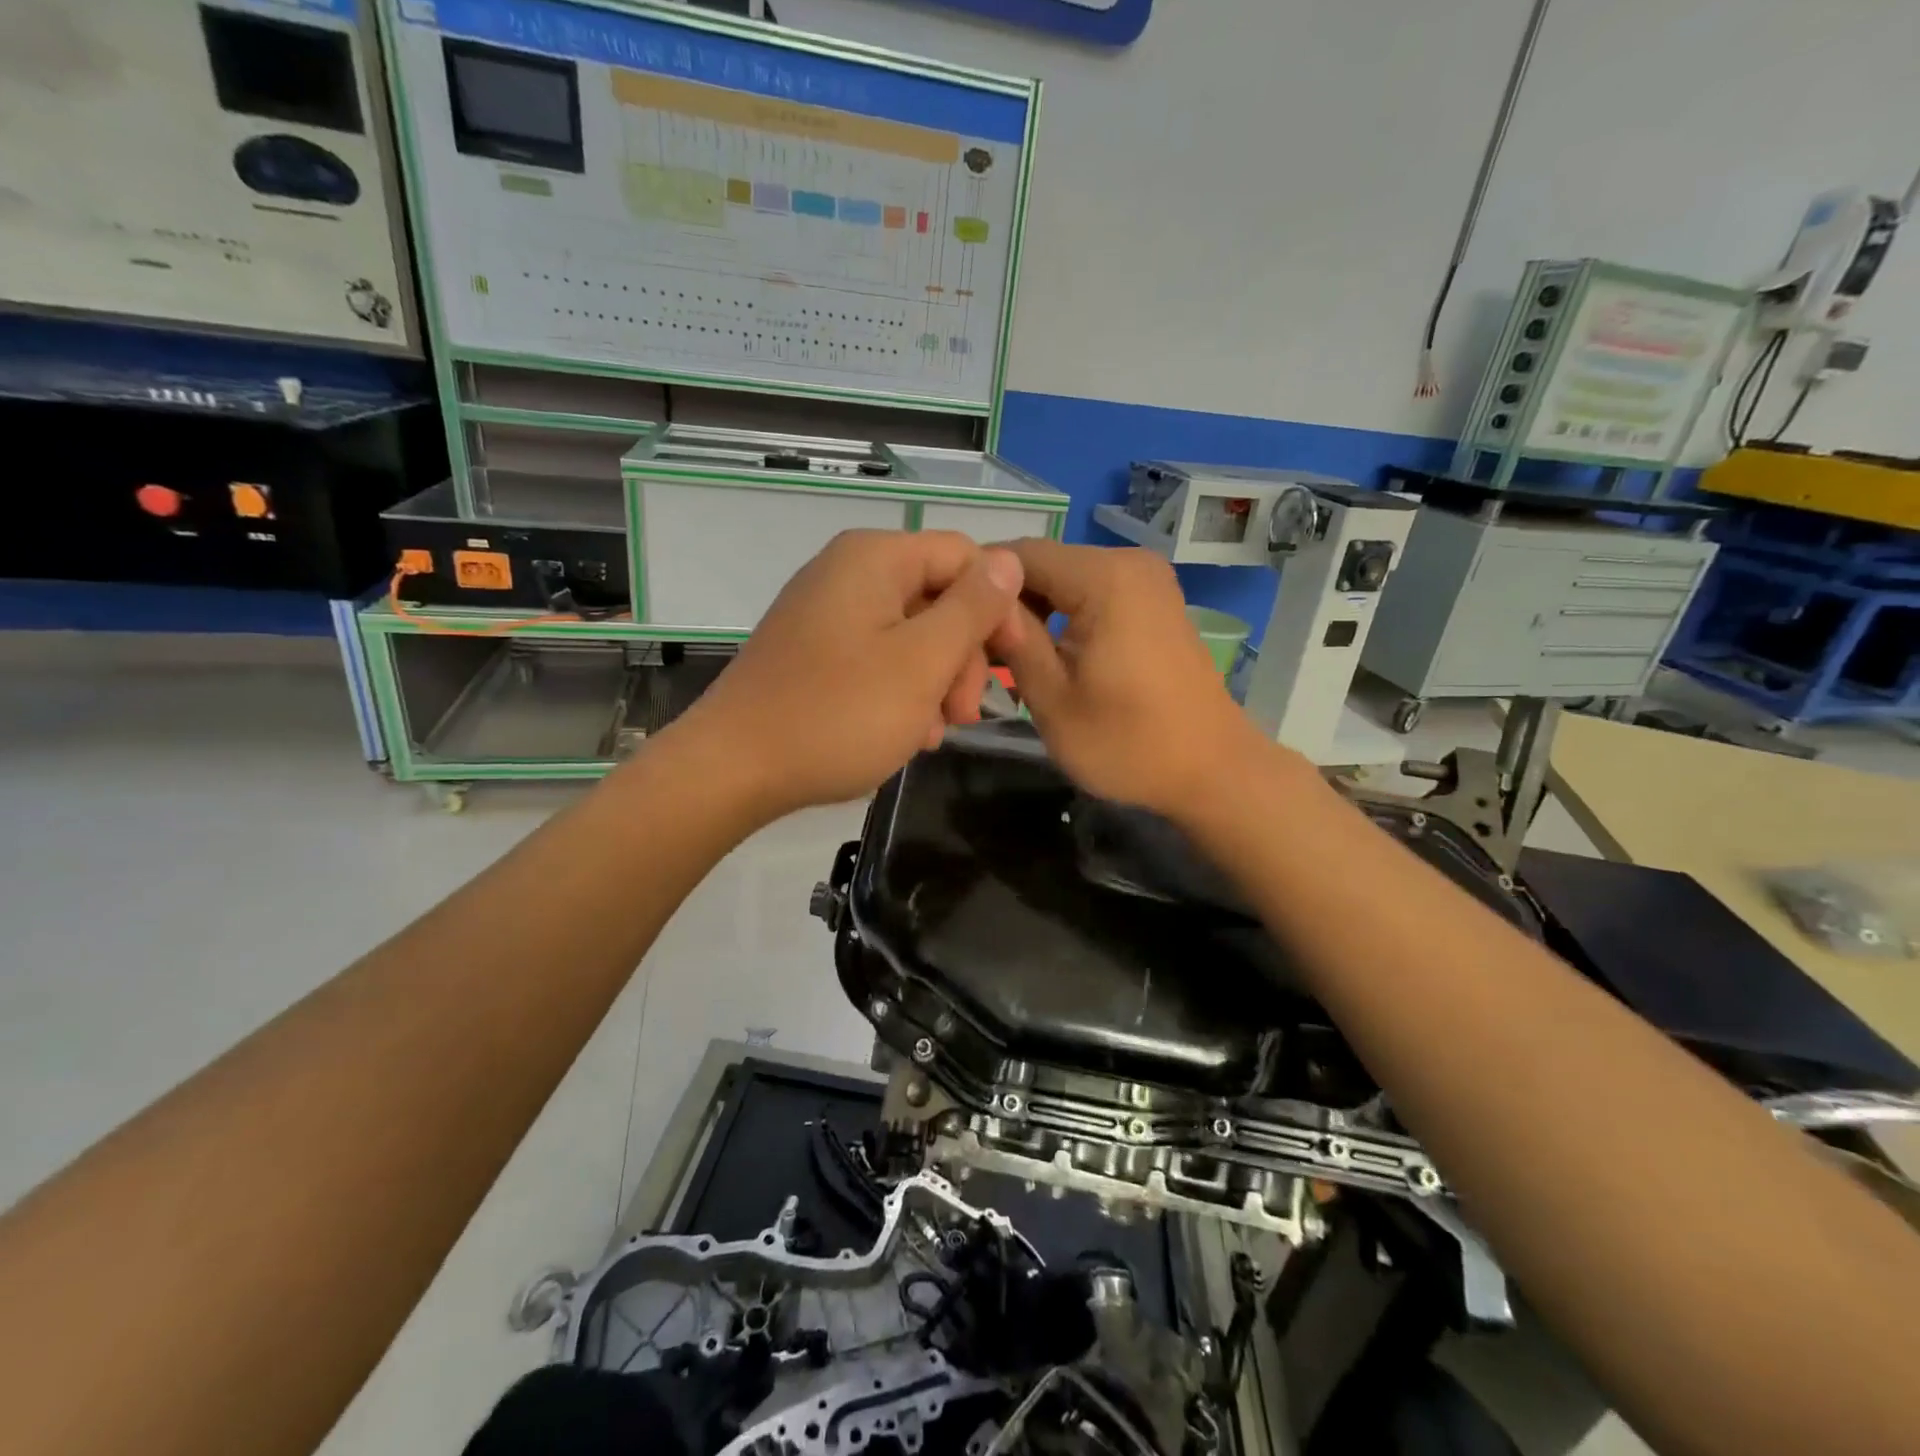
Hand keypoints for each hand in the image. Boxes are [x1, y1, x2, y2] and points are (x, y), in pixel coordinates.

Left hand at [675, 529, 1023, 822]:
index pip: (965, 557)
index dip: (997, 608)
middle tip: (963, 715)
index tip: (1007, 666)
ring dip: (934, 682)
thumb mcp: (921, 662)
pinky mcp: (814, 651)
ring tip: (931, 733)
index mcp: (875, 558)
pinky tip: (903, 733)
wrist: (734, 769)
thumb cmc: (837, 714)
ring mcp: (827, 612)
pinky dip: (900, 691)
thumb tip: (1008, 561)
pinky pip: (877, 657)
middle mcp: (849, 572)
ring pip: (911, 634)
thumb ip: (972, 608)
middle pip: (938, 597)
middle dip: (961, 657)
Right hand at [990, 540, 1276, 818]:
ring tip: (1007, 659)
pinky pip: (1092, 593)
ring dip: (1032, 612)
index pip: (1018, 555)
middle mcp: (1128, 563)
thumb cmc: (1130, 744)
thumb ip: (1014, 641)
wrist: (1213, 771)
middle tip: (978, 652)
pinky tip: (1047, 655)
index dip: (977, 585)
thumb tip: (980, 602)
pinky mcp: (1154, 601)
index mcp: (1104, 578)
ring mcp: (1147, 580)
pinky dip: (1063, 617)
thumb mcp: (1054, 701)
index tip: (951, 626)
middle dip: (1006, 602)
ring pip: (1065, 579)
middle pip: (1043, 564)